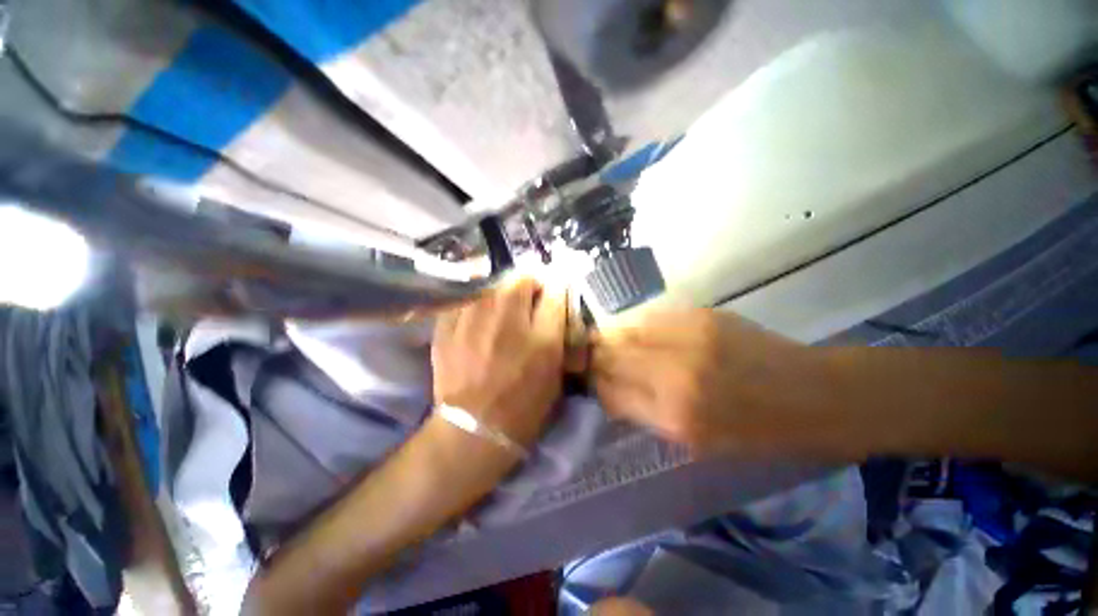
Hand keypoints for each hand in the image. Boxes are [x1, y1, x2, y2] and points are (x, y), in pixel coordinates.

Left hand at [432, 277, 566, 446]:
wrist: (474, 429)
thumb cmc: (525, 404)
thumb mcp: (555, 369)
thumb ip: (559, 330)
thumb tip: (555, 301)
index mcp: (542, 336)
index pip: (556, 288)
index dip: (557, 287)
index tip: (553, 293)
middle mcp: (507, 320)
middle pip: (523, 276)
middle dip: (531, 283)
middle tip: (528, 301)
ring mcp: (472, 319)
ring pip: (493, 281)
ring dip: (504, 290)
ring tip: (503, 308)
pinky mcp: (446, 325)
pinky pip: (467, 296)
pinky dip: (477, 300)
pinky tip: (479, 316)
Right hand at [591, 308, 827, 454]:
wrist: (813, 395)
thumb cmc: (755, 432)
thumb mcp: (695, 441)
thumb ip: (646, 412)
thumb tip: (610, 389)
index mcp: (675, 416)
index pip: (610, 390)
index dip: (594, 382)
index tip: (590, 379)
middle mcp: (676, 373)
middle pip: (612, 355)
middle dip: (595, 356)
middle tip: (589, 356)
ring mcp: (689, 337)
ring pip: (627, 330)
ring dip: (611, 337)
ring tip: (606, 340)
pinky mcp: (702, 315)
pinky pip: (652, 317)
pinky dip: (637, 324)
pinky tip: (637, 330)